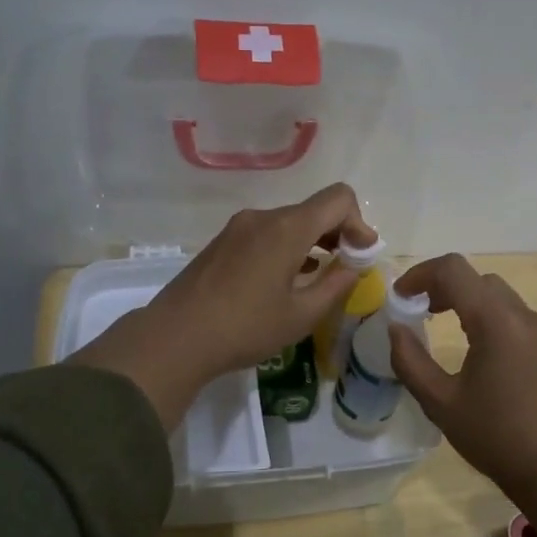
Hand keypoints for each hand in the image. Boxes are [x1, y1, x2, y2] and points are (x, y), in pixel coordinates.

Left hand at [70, 184, 373, 427]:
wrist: (175, 338)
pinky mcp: (222, 242)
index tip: (361, 255)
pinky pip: (266, 233)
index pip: (338, 198)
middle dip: (338, 233)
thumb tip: (354, 265)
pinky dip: (286, 248)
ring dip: (312, 242)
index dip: (359, 222)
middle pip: (314, 210)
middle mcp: (263, 217)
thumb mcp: (302, 315)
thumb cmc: (245, 328)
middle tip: (346, 269)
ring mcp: (239, 227)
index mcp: (287, 228)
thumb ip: (336, 285)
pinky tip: (284, 280)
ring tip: (317, 278)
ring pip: (289, 222)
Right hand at [388, 254, 536, 501]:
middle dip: (441, 285)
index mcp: (496, 321)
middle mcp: (522, 315)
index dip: (420, 274)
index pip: (453, 270)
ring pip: (496, 293)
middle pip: (476, 278)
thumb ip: (410, 360)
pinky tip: (473, 344)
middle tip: (417, 310)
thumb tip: (395, 328)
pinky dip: (486, 313)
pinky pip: (512, 313)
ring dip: (465, 297)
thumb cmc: (495, 437)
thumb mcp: (440, 402)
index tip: (399, 297)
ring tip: (440, 322)